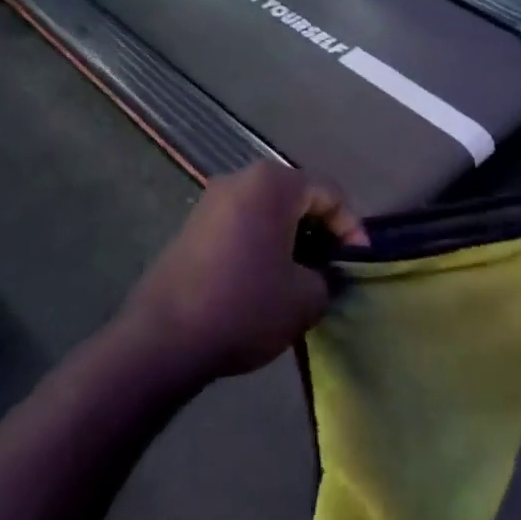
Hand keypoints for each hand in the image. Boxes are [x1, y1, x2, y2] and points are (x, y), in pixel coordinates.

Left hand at [120, 162, 365, 386]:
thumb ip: (328, 277)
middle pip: (297, 196)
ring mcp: (210, 202)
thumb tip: (321, 275)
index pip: (329, 193)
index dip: (351, 228)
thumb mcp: (307, 298)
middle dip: (321, 230)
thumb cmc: (245, 307)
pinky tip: (267, 278)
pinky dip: (263, 243)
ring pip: (268, 211)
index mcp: (273, 184)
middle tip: (334, 266)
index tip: (358, 264)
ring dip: (291, 237)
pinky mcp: (191, 227)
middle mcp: (240, 180)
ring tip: (303, 275)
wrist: (162, 340)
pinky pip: (242, 224)